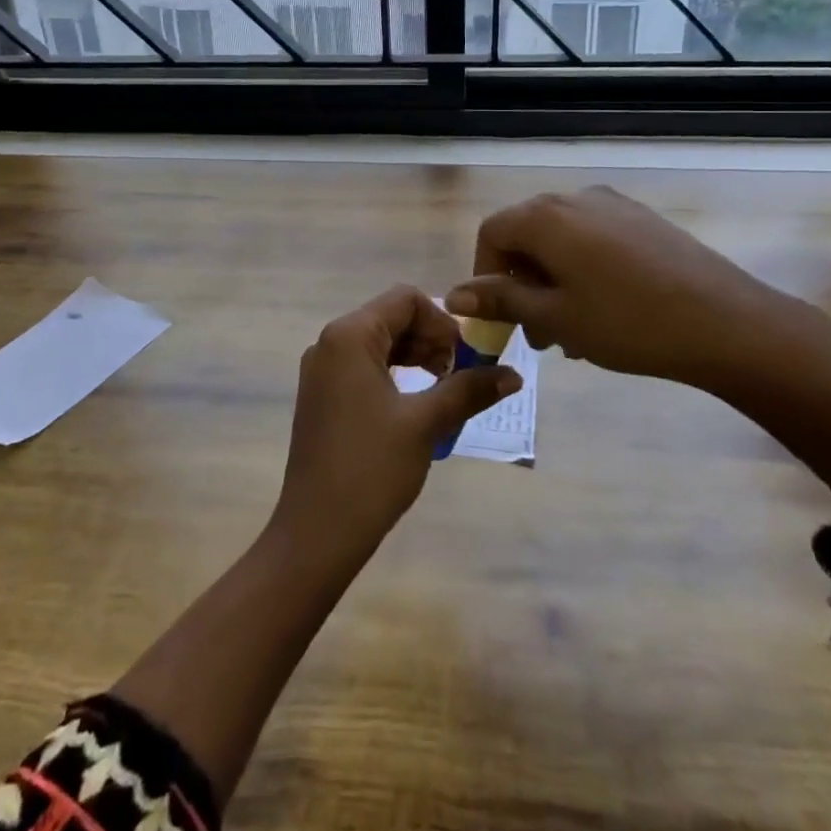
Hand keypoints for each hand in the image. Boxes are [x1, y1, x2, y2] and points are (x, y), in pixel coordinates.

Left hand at [271, 286, 519, 564]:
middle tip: (460, 375)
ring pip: (379, 342)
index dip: (442, 321)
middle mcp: (330, 342)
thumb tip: (513, 375)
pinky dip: (395, 374)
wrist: (317, 531)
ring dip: (416, 356)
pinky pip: (364, 366)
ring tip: (444, 390)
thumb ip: (468, 390)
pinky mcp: (322, 395)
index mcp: (349, 336)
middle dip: (431, 339)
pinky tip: (417, 403)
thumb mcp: (426, 424)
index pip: (405, 299)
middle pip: (391, 317)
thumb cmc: (371, 468)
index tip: (466, 356)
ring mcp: (322, 370)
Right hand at [445, 186, 814, 396]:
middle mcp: (575, 198)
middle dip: (521, 283)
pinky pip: (594, 240)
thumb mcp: (555, 317)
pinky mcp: (642, 219)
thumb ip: (501, 300)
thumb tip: (455, 293)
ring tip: (572, 332)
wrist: (725, 322)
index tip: (499, 317)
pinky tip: (604, 312)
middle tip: (537, 334)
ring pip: (562, 241)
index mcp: (546, 217)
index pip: (491, 233)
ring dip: (553, 282)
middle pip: (526, 234)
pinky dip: (582, 271)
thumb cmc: (627, 323)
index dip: (484, 275)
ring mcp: (613, 205)